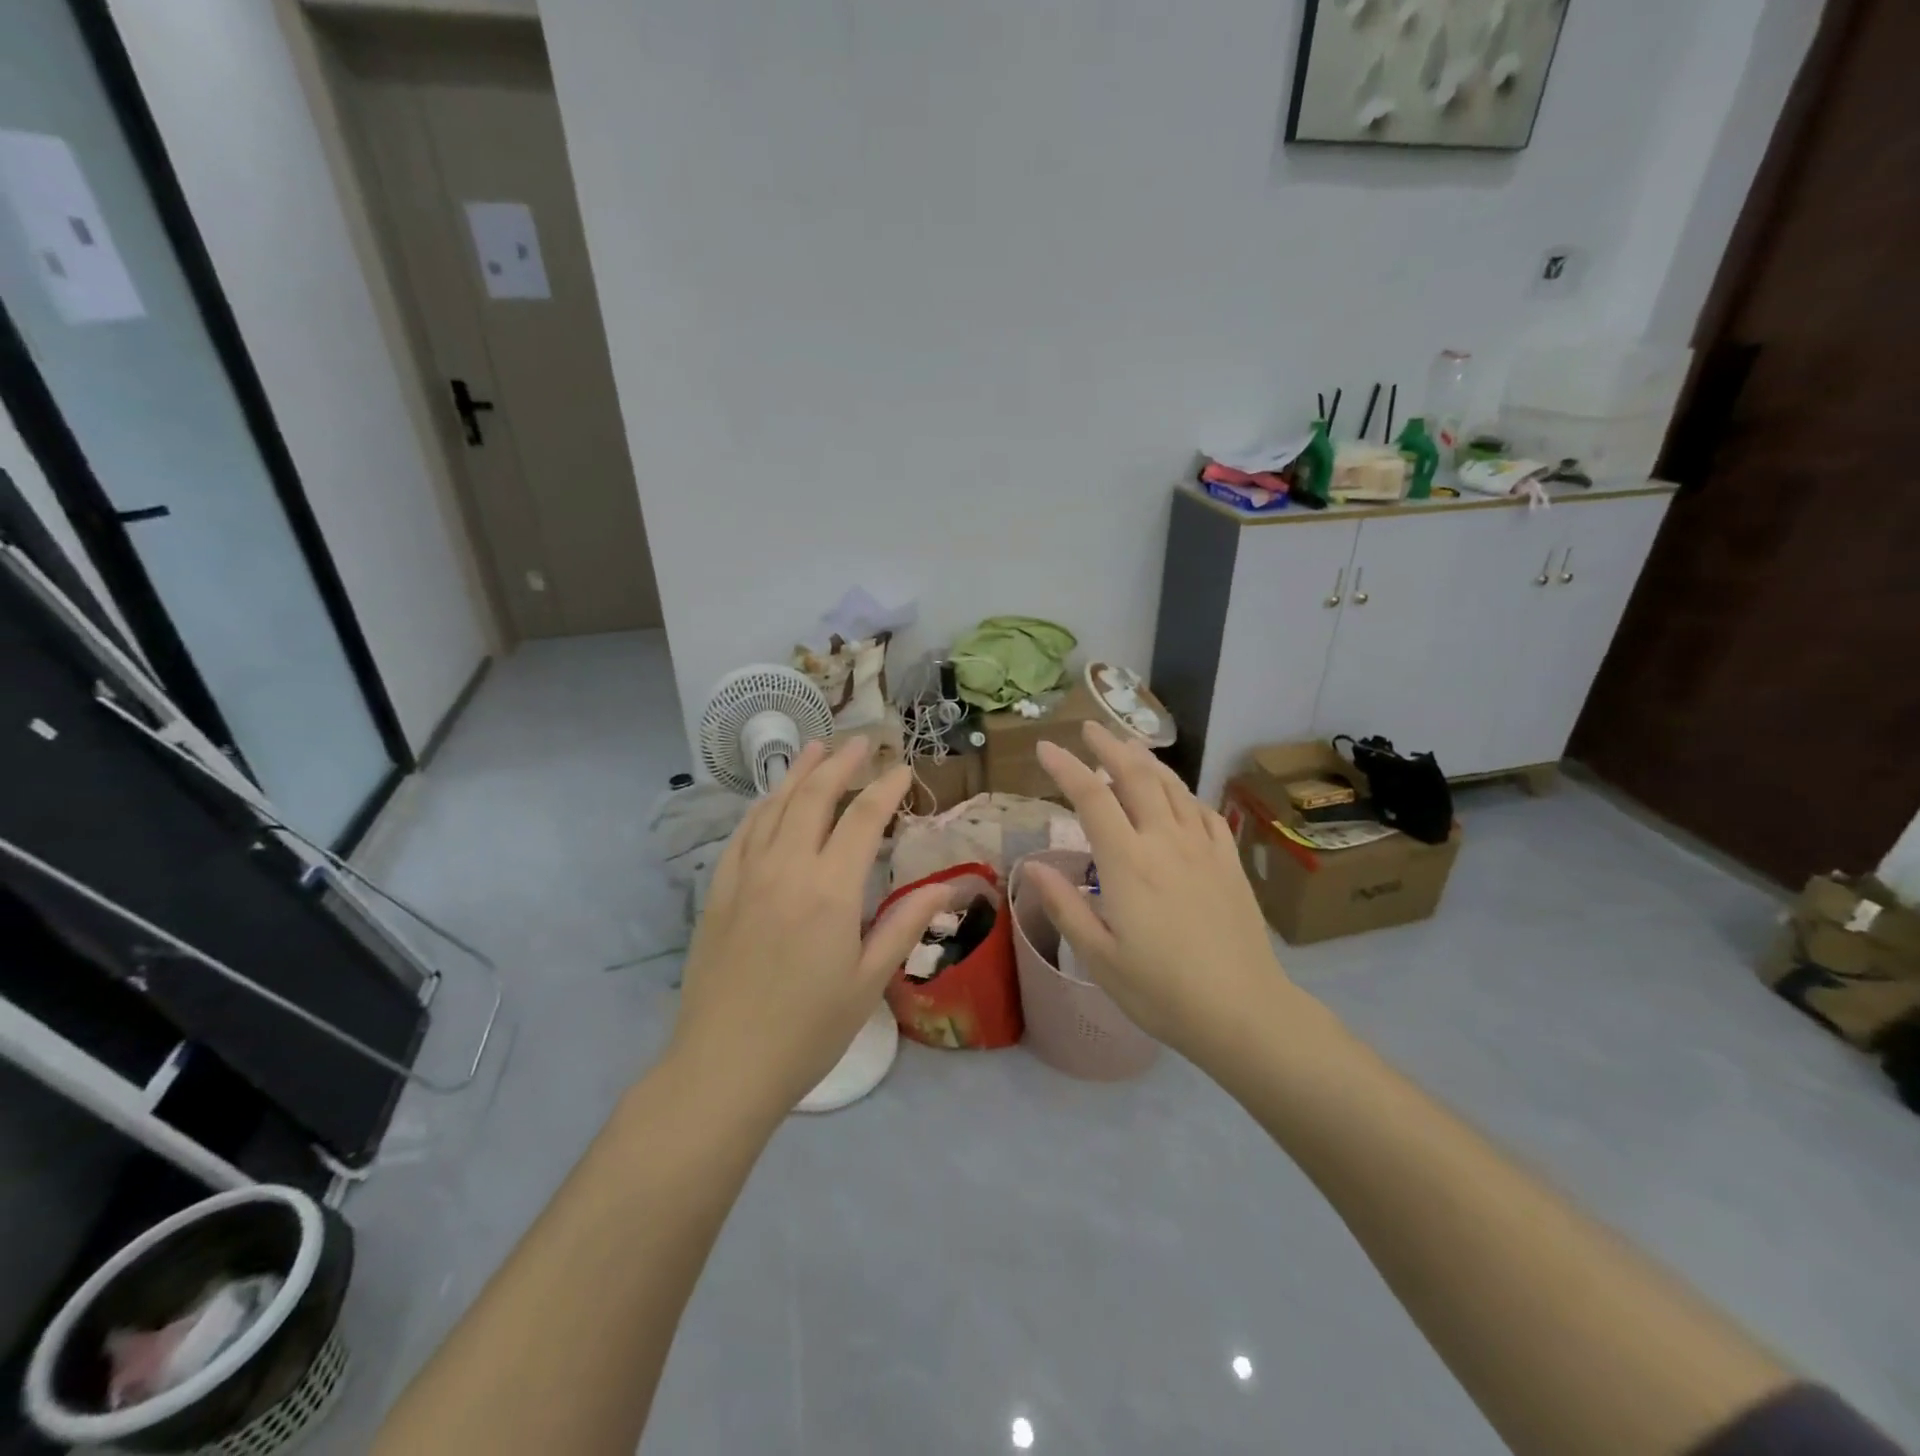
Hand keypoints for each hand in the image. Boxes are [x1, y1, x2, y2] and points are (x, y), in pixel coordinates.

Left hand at [670, 738, 950, 1114]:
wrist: (723, 1066)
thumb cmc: (807, 1031)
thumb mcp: (867, 982)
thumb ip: (904, 926)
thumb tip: (946, 889)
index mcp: (830, 890)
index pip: (862, 819)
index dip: (885, 789)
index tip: (902, 769)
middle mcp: (786, 868)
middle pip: (814, 798)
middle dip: (841, 764)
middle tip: (861, 743)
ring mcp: (746, 876)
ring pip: (774, 806)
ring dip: (799, 773)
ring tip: (817, 748)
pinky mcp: (719, 891)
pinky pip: (743, 833)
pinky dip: (762, 806)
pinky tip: (771, 798)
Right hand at [1029, 722, 1291, 1061]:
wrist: (1244, 1012)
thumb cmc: (1162, 991)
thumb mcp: (1099, 957)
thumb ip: (1065, 905)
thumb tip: (1033, 866)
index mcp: (1128, 863)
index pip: (1092, 797)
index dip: (1066, 767)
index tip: (1045, 746)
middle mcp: (1166, 841)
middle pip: (1136, 776)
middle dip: (1109, 746)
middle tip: (1089, 728)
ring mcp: (1203, 848)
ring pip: (1173, 786)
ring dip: (1146, 760)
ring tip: (1128, 746)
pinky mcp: (1229, 861)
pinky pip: (1204, 811)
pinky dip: (1184, 792)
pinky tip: (1177, 795)